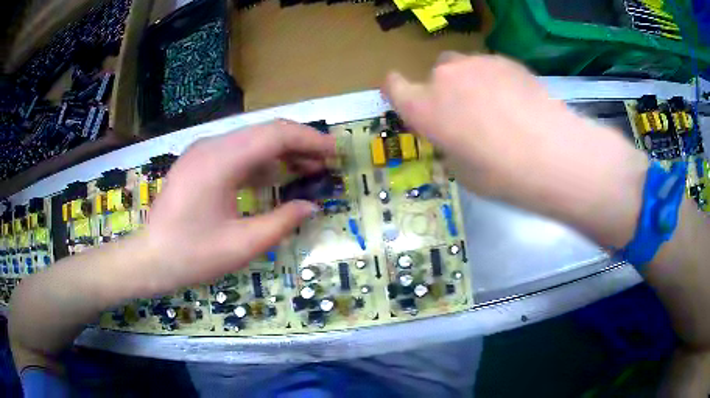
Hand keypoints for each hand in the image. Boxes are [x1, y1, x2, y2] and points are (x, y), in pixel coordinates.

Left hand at [141, 120, 334, 293]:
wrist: (150, 259)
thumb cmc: (193, 255)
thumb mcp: (242, 245)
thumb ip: (282, 222)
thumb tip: (312, 206)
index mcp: (220, 161)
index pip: (275, 135)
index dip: (309, 140)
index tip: (335, 152)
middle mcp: (211, 146)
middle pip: (264, 131)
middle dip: (299, 143)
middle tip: (326, 161)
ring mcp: (202, 151)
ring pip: (251, 140)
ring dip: (280, 151)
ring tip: (308, 169)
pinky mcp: (198, 162)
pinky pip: (236, 152)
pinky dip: (260, 161)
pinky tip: (274, 177)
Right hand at [383, 53, 647, 246]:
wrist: (551, 154)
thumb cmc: (502, 174)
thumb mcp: (463, 171)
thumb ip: (449, 145)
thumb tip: (454, 137)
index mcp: (424, 109)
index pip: (393, 86)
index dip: (396, 88)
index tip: (403, 93)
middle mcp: (444, 79)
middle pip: (434, 74)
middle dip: (443, 90)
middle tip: (465, 112)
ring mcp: (475, 64)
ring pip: (462, 66)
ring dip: (469, 81)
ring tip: (495, 104)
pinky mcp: (504, 60)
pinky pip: (489, 66)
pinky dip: (494, 78)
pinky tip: (515, 99)